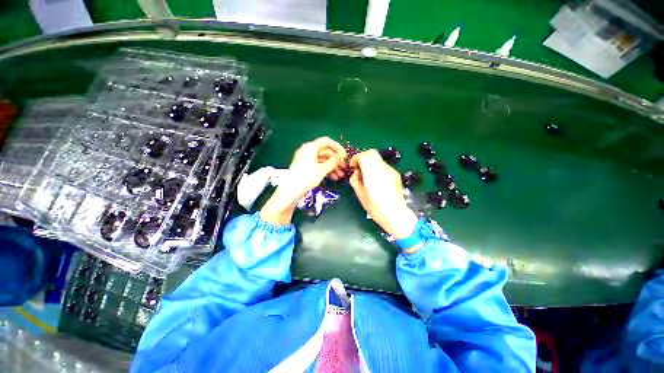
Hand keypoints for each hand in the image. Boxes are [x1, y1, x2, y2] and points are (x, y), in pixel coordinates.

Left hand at [260, 137, 346, 224]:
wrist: (291, 190)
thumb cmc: (307, 177)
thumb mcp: (322, 169)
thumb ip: (333, 162)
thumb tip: (340, 157)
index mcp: (310, 147)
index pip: (326, 141)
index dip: (337, 147)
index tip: (344, 155)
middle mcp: (307, 150)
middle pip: (325, 151)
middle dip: (335, 160)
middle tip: (344, 167)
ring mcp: (306, 159)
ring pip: (322, 160)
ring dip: (332, 167)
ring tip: (340, 175)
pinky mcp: (305, 167)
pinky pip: (318, 165)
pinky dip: (326, 170)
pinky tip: (333, 177)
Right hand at [349, 150, 417, 238]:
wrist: (395, 214)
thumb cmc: (375, 208)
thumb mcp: (360, 195)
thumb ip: (355, 180)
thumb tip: (356, 173)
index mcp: (372, 175)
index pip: (364, 156)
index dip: (356, 159)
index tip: (352, 167)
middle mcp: (382, 169)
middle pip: (372, 153)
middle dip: (363, 157)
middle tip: (358, 168)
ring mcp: (390, 171)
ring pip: (378, 158)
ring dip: (370, 162)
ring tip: (367, 175)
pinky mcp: (395, 174)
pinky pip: (383, 165)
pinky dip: (376, 167)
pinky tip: (376, 179)